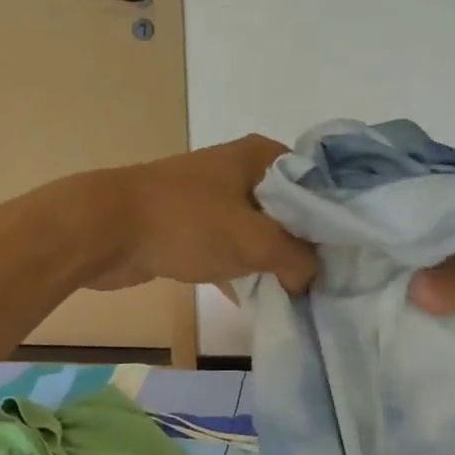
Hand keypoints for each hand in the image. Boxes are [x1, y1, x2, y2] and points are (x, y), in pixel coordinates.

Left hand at [80, 135, 318, 294]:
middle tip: (328, 279)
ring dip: (275, 259)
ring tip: (300, 292)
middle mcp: (240, 169)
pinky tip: (260, 298)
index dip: (334, 217)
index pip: (317, 182)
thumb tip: (312, 279)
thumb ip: (297, 259)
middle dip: (305, 244)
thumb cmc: (186, 223)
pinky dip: (245, 267)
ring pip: (260, 229)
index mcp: (261, 156)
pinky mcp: (193, 223)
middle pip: (290, 209)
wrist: (105, 230)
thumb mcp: (254, 241)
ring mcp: (214, 196)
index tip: (349, 253)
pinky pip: (232, 245)